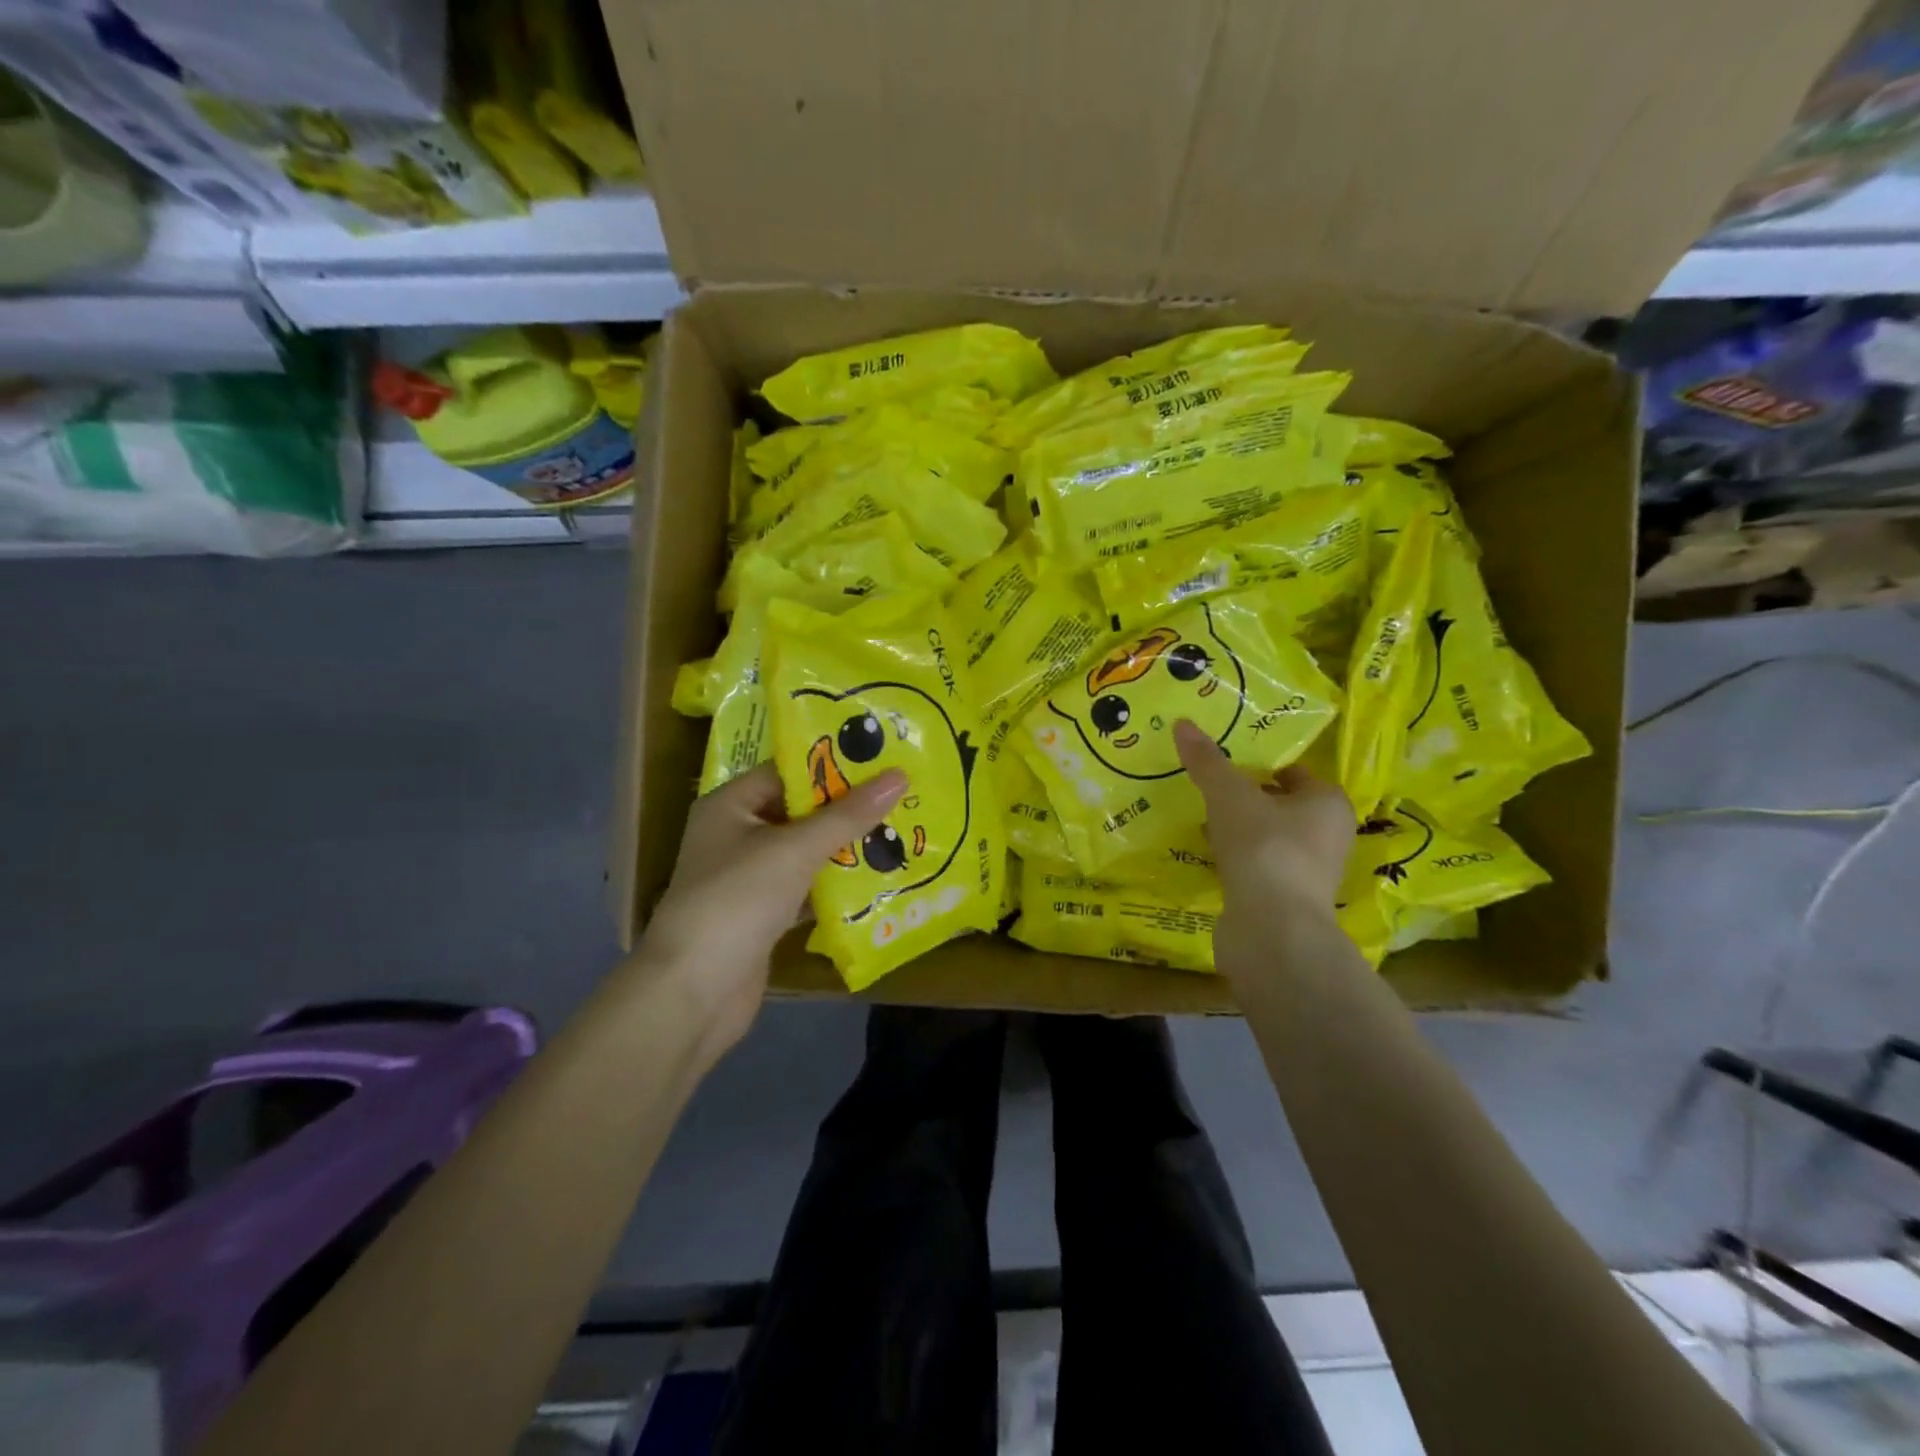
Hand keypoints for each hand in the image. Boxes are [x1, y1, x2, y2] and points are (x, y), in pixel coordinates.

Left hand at [640, 762, 906, 1055]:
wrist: (694, 994)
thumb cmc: (737, 900)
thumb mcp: (795, 849)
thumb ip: (848, 815)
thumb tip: (898, 776)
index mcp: (730, 805)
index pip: (787, 771)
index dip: (833, 764)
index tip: (882, 758)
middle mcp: (737, 835)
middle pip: (800, 811)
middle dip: (847, 808)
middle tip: (902, 795)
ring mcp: (750, 878)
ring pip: (806, 852)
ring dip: (846, 848)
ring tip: (901, 831)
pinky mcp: (764, 915)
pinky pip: (807, 888)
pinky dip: (836, 886)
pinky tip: (879, 880)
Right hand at [1174, 720, 1356, 967]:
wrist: (1272, 928)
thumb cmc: (1264, 847)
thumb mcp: (1229, 795)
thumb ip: (1208, 762)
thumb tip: (1182, 723)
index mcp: (1328, 802)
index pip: (1293, 772)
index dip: (1259, 764)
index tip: (1222, 763)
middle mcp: (1328, 835)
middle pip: (1281, 805)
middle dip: (1246, 798)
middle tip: (1207, 789)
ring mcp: (1310, 872)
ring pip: (1269, 838)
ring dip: (1239, 830)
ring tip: (1201, 821)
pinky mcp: (1288, 900)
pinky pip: (1259, 866)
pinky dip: (1237, 859)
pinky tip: (1209, 855)